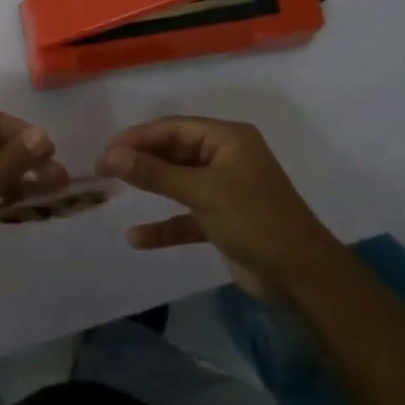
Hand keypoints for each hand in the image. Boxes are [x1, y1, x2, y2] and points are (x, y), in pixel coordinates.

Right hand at [96, 116, 340, 298]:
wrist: (302, 277)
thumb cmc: (255, 220)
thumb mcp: (202, 193)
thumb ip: (155, 174)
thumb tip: (112, 155)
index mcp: (228, 139)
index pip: (174, 128)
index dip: (138, 137)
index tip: (106, 151)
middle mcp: (226, 157)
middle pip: (174, 151)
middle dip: (140, 159)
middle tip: (102, 168)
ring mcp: (225, 189)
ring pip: (178, 182)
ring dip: (150, 187)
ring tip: (112, 189)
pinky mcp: (223, 220)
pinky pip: (186, 216)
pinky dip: (164, 224)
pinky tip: (137, 238)